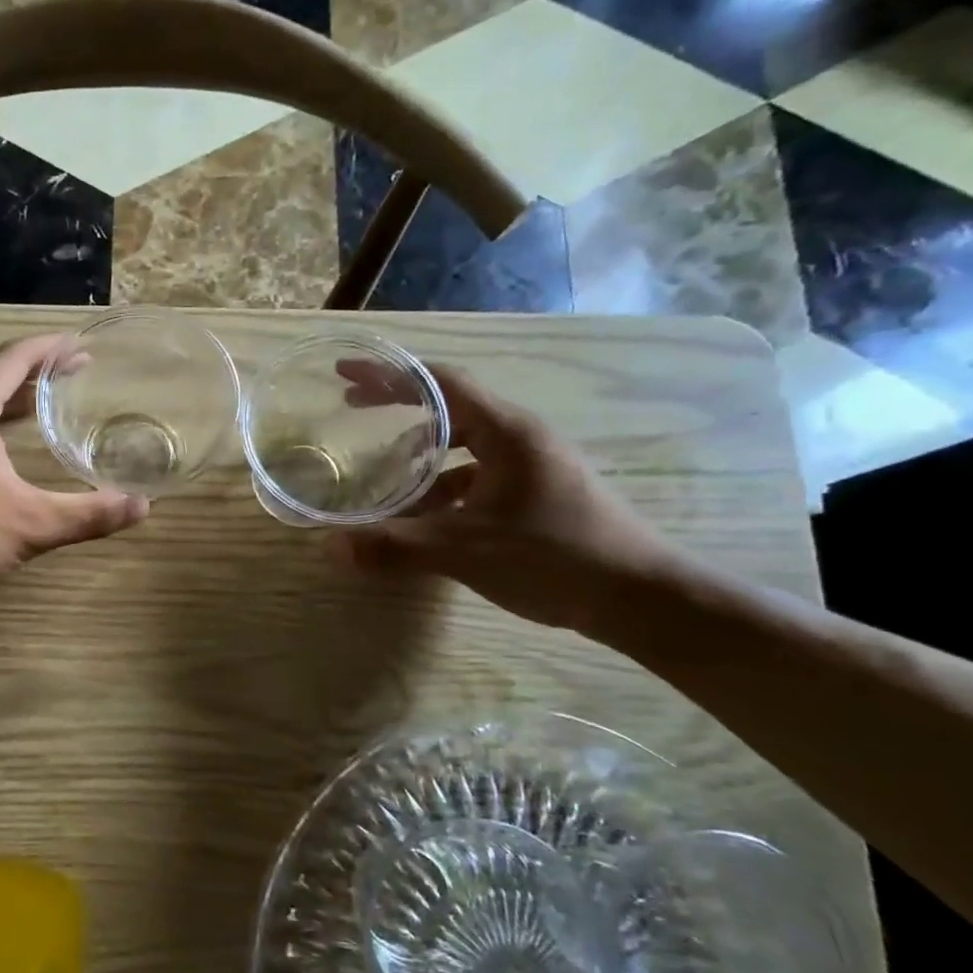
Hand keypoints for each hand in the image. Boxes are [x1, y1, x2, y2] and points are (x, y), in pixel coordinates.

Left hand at [0, 334, 148, 604]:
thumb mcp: (32, 525)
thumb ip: (89, 514)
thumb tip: (142, 506)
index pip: (13, 358)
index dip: (50, 347)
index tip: (82, 345)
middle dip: (34, 369)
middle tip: (73, 373)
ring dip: (8, 393)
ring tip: (44, 402)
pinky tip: (5, 446)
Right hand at [328, 362, 686, 636]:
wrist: (641, 598)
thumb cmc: (555, 558)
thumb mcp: (465, 551)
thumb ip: (395, 546)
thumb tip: (331, 548)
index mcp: (507, 432)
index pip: (440, 383)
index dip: (389, 374)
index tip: (345, 374)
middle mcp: (520, 438)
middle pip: (449, 408)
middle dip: (398, 408)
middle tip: (353, 410)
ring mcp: (532, 466)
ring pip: (463, 446)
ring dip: (420, 458)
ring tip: (385, 482)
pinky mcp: (537, 493)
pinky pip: (478, 476)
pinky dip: (444, 488)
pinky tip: (427, 519)